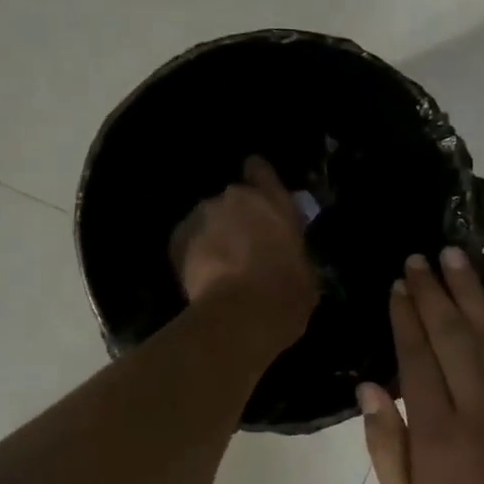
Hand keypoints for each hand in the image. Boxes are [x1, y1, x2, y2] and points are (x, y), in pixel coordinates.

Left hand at [170, 156, 317, 339]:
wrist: (242, 314)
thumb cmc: (287, 292)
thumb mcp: (305, 269)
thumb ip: (291, 249)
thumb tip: (287, 258)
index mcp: (273, 200)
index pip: (259, 169)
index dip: (257, 179)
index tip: (258, 194)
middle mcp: (235, 197)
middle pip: (232, 200)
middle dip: (235, 218)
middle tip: (243, 247)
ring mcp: (202, 214)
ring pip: (207, 220)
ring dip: (213, 235)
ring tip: (219, 267)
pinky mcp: (178, 237)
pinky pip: (187, 240)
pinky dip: (193, 253)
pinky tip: (202, 277)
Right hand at [358, 248, 483, 483]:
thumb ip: (387, 446)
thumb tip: (370, 388)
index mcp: (437, 434)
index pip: (417, 358)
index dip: (406, 317)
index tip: (398, 285)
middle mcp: (478, 409)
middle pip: (454, 336)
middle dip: (435, 293)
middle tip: (422, 257)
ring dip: (473, 295)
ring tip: (458, 259)